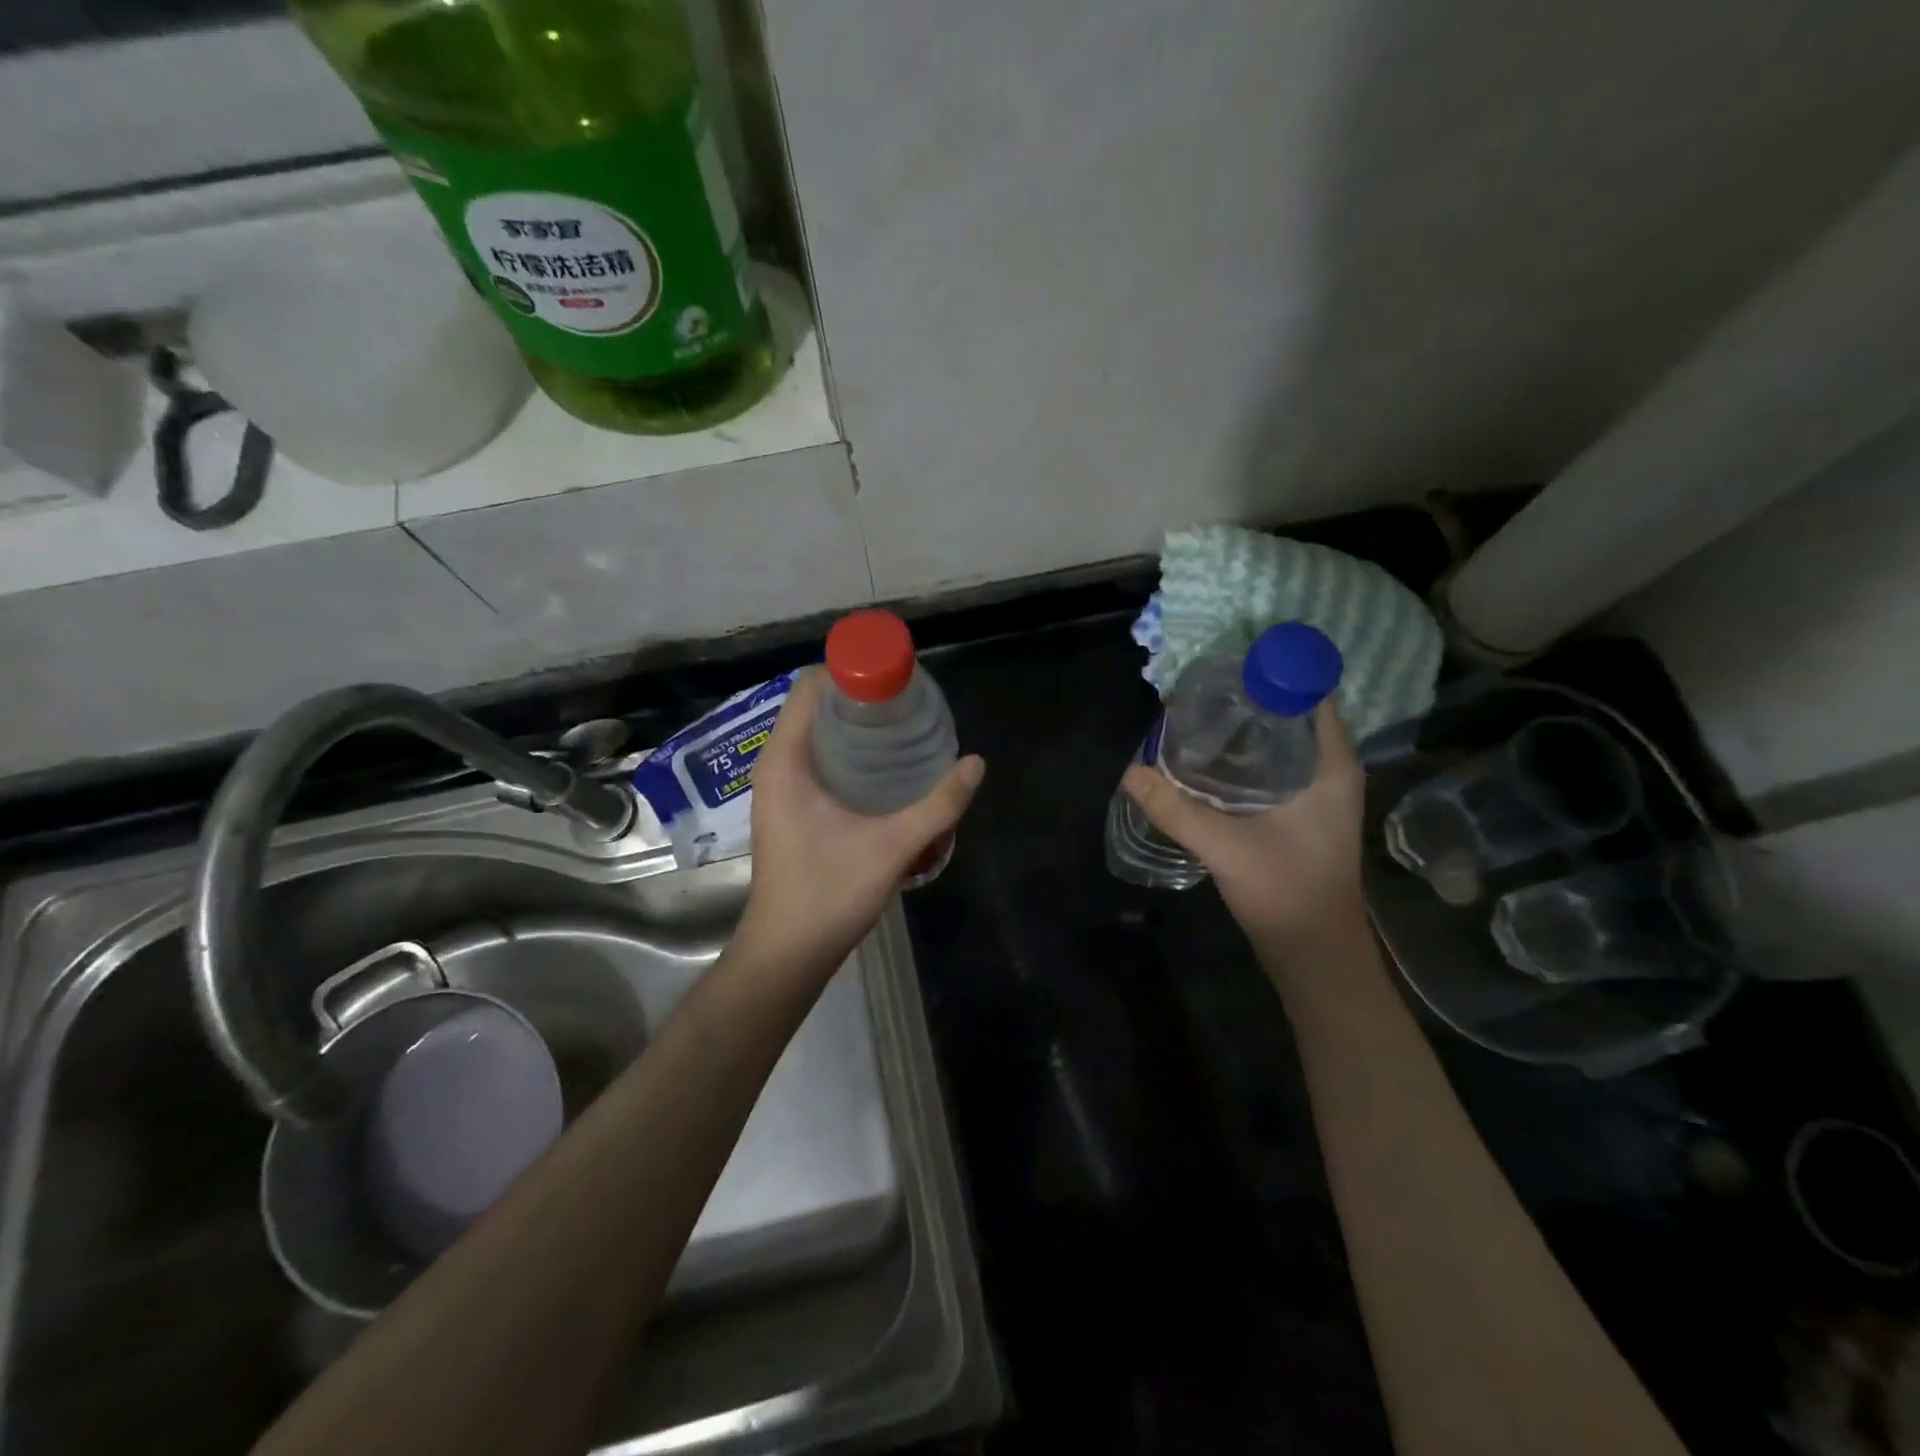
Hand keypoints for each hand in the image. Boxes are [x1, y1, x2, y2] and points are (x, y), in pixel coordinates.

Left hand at [738, 667, 984, 971]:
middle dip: (861, 698)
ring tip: (903, 730)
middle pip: (816, 707)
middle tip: (909, 705)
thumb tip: (976, 763)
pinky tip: (885, 770)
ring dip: (856, 727)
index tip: (896, 679)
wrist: (787, 952)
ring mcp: (780, 788)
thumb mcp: (894, 845)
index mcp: (786, 760)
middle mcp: (776, 765)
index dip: (852, 671)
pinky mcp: (789, 808)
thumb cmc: (829, 893)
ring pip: (817, 735)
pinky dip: (848, 753)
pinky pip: (817, 760)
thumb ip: (939, 804)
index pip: (811, 686)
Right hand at [1122, 699, 1367, 955]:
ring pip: (1281, 744)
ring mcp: (1317, 796)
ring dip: (1245, 730)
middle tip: (1200, 691)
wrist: (1314, 954)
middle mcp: (1329, 772)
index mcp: (1331, 767)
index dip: (1273, 675)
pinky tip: (1208, 762)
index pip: (1311, 696)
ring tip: (1197, 717)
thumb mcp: (1226, 847)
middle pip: (1292, 716)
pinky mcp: (1300, 815)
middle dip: (1249, 699)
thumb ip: (1176, 809)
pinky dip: (1244, 758)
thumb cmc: (1287, 892)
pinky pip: (1273, 768)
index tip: (1228, 667)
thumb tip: (1130, 772)